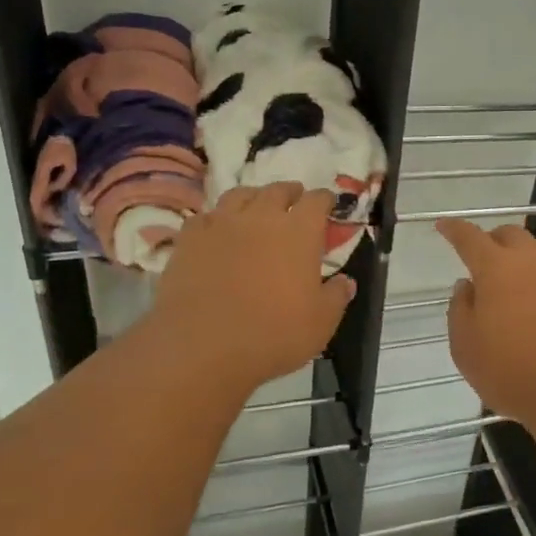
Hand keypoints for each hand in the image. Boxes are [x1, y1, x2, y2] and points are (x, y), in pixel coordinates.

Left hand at [146, 182, 355, 390]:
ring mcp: (221, 224)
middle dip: (290, 193)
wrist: (203, 345)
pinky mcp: (189, 239)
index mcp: (299, 231)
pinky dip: (216, 219)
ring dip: (253, 198)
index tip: (329, 205)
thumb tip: (346, 281)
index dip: (325, 200)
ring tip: (256, 209)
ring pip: (239, 195)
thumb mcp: (321, 323)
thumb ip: (336, 297)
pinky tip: (217, 231)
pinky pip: (205, 217)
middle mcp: (261, 217)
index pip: (317, 200)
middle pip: (277, 190)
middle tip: (294, 202)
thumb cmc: (273, 334)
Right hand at [435, 219, 535, 430]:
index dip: (454, 230)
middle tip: (488, 261)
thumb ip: (460, 311)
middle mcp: (533, 259)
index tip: (445, 226)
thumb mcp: (466, 350)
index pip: (469, 238)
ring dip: (532, 257)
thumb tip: (467, 285)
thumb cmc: (513, 373)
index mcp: (495, 269)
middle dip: (495, 242)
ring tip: (529, 280)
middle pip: (511, 235)